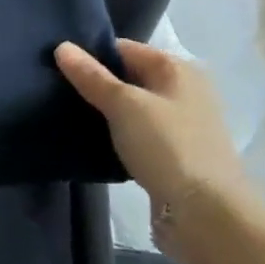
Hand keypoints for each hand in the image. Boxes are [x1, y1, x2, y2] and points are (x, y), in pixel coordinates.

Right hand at [55, 38, 254, 261]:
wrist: (207, 217)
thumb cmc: (166, 147)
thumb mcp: (123, 105)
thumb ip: (91, 76)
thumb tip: (62, 46)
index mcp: (177, 69)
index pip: (123, 49)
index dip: (90, 56)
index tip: (57, 69)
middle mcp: (183, 92)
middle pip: (128, 77)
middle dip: (96, 85)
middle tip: (57, 92)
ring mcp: (181, 126)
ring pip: (132, 109)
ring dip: (105, 114)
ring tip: (69, 117)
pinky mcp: (175, 157)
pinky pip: (138, 136)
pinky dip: (118, 138)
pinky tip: (94, 144)